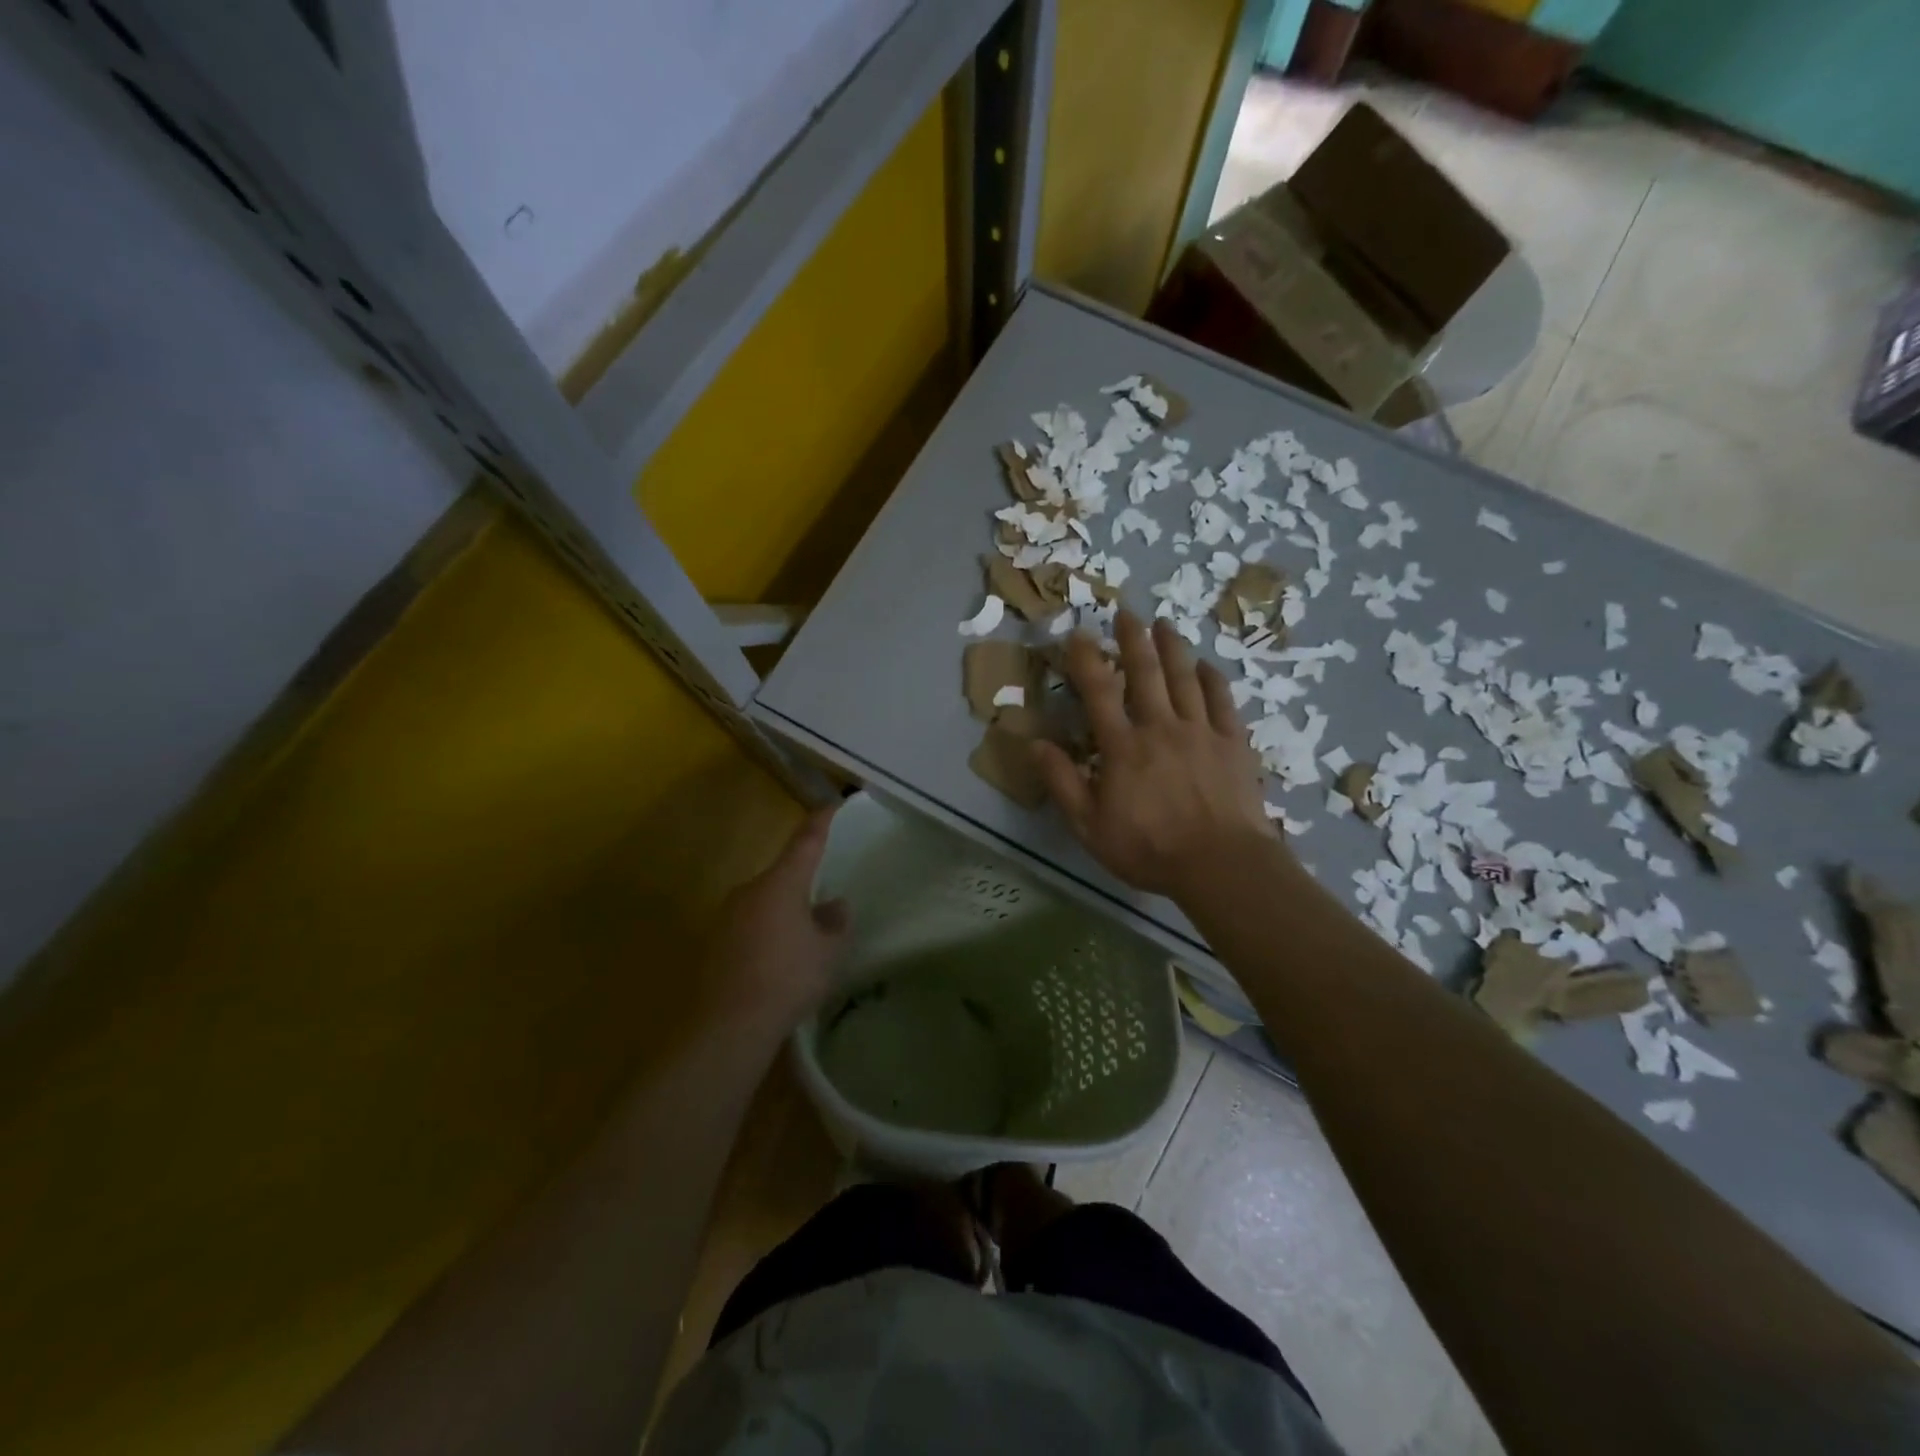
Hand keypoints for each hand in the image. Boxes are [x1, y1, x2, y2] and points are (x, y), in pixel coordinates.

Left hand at [700, 809, 849, 1034]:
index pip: (805, 841)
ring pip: (765, 901)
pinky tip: (778, 961)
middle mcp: (750, 889)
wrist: (728, 1024)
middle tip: (826, 902)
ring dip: (784, 911)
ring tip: (805, 940)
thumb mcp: (828, 952)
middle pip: (783, 874)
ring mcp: (728, 915)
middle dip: (804, 883)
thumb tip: (834, 905)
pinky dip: (767, 933)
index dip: (821, 822)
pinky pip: (750, 925)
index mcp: (782, 883)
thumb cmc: (788, 979)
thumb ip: (835, 923)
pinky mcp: (715, 941)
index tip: (833, 806)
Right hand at [1031, 611, 1280, 899]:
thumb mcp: (1090, 826)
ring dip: (1172, 648)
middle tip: (1126, 613)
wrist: (1221, 864)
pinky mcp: (1232, 743)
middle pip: (1145, 673)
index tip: (1079, 634)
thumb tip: (1035, 743)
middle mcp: (1160, 727)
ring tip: (1164, 624)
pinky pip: (1222, 701)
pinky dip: (1213, 679)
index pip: (1099, 692)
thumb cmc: (1149, 849)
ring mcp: (1200, 731)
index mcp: (1123, 747)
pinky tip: (1206, 666)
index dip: (1086, 660)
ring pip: (1184, 678)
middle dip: (1133, 639)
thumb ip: (1063, 782)